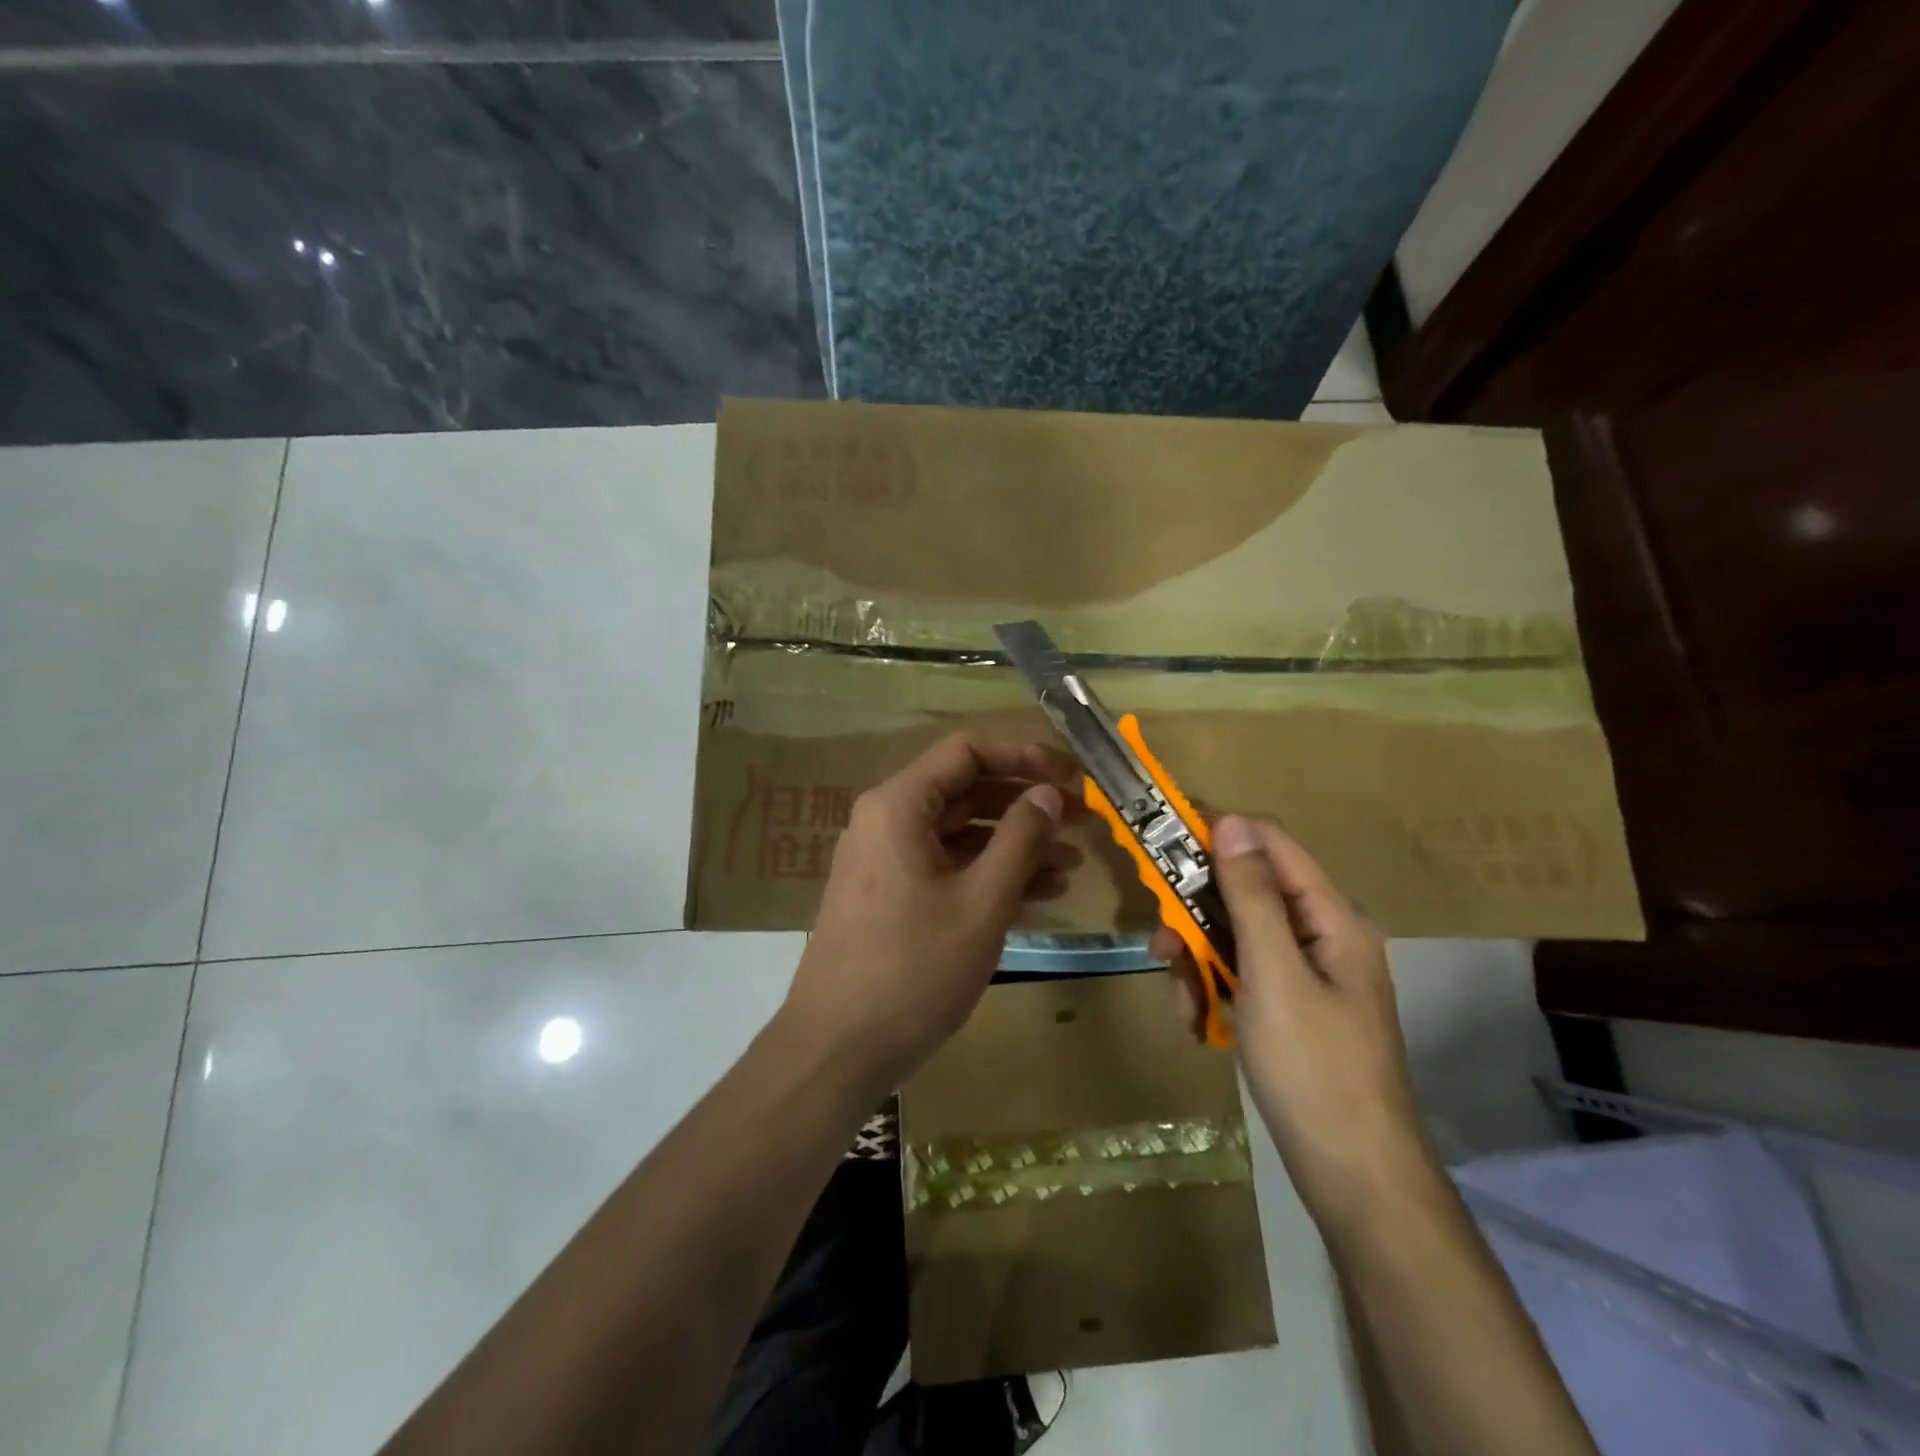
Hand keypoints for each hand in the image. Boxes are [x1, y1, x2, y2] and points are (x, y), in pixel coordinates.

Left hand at [780, 734, 1082, 1094]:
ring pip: (961, 835)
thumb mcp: (981, 901)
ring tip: (1072, 865)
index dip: (1024, 757)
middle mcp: (888, 822)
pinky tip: (1039, 895)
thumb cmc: (913, 968)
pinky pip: (948, 869)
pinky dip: (990, 875)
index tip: (1071, 778)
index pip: (967, 751)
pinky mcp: (892, 899)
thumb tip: (1047, 793)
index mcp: (899, 805)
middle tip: (1082, 820)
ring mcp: (888, 862)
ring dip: (1016, 844)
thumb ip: (1020, 838)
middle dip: (1026, 804)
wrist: (837, 1050)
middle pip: (966, 791)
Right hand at [1154, 815, 1435, 1227]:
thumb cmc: (1313, 1068)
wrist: (1353, 1176)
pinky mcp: (1288, 1006)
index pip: (1270, 844)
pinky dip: (1212, 989)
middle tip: (1161, 945)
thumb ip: (1251, 896)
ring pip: (1235, 935)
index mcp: (1331, 918)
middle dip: (1197, 914)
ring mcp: (1305, 973)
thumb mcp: (1274, 974)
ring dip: (1199, 959)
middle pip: (1246, 892)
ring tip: (1183, 999)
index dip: (1217, 832)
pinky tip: (1199, 1023)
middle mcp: (1321, 935)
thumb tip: (1231, 823)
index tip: (1160, 838)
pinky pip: (1240, 974)